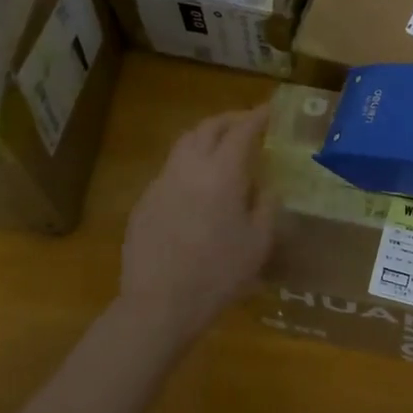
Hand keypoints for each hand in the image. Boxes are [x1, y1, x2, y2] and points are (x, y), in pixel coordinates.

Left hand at [118, 105, 275, 342]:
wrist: (159, 303)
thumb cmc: (218, 274)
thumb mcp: (258, 244)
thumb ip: (266, 206)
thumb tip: (266, 186)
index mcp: (222, 173)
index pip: (241, 131)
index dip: (256, 116)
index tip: (269, 109)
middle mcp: (189, 167)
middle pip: (208, 127)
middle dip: (229, 119)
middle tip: (245, 122)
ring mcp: (161, 182)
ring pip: (184, 144)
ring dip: (205, 137)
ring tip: (221, 147)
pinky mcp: (144, 201)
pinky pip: (170, 170)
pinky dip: (188, 165)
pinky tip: (196, 187)